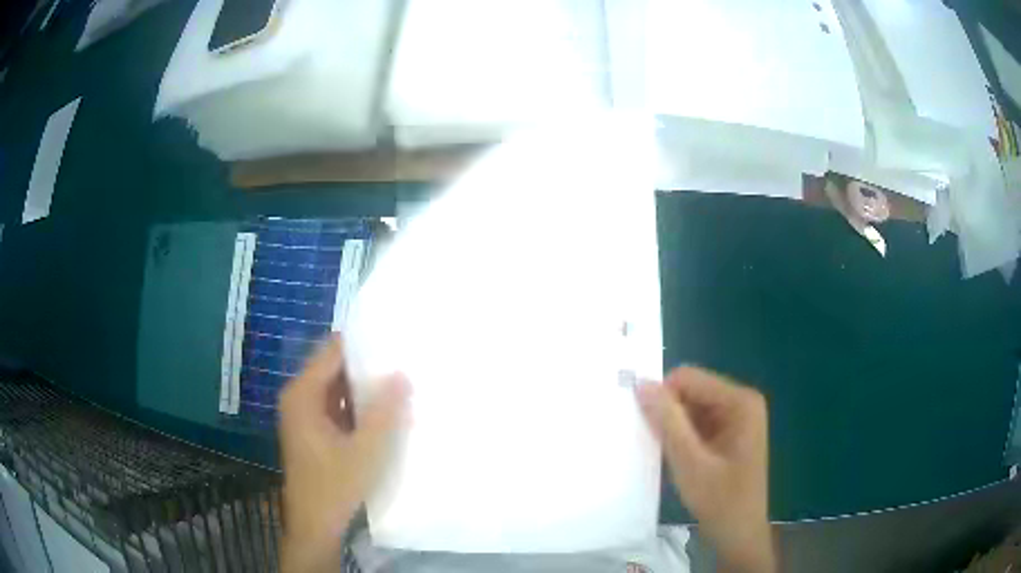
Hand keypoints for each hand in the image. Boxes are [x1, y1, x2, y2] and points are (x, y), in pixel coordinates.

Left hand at [278, 335, 408, 572]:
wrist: (315, 524)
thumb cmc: (336, 486)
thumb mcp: (366, 450)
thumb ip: (385, 411)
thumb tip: (402, 374)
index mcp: (303, 395)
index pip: (333, 352)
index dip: (362, 345)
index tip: (394, 341)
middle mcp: (299, 398)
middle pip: (334, 368)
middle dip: (367, 367)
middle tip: (404, 363)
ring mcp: (304, 415)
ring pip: (337, 389)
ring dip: (365, 389)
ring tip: (400, 383)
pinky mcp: (313, 431)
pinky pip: (336, 407)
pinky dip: (358, 407)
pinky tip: (385, 412)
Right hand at [637, 367, 774, 572]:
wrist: (738, 534)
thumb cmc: (720, 500)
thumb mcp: (690, 462)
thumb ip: (667, 422)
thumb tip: (642, 384)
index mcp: (740, 401)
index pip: (689, 378)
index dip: (662, 395)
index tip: (643, 422)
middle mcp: (741, 402)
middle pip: (691, 390)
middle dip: (668, 412)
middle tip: (653, 441)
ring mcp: (736, 418)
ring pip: (690, 407)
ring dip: (673, 426)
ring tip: (664, 452)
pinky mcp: (728, 433)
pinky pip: (696, 422)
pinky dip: (681, 435)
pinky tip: (675, 456)